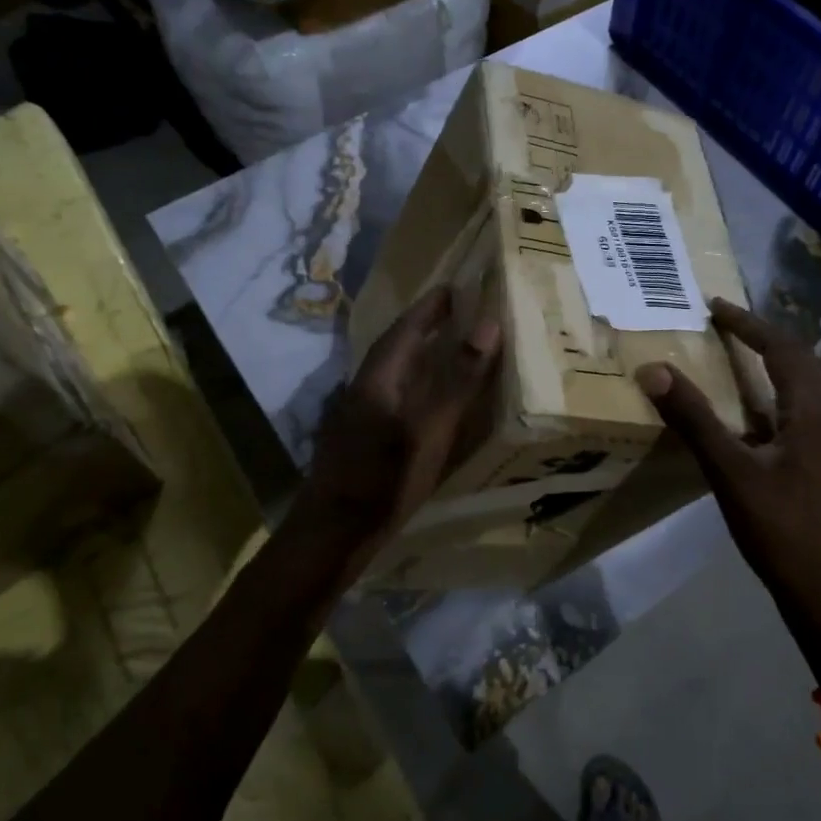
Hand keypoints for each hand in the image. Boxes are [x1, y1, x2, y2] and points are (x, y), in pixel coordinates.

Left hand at [299, 286, 501, 570]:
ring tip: (448, 349)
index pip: (405, 328)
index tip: (452, 288)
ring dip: (420, 357)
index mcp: (378, 377)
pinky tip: (430, 401)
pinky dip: (416, 386)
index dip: (429, 308)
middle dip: (425, 328)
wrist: (334, 533)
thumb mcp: (429, 427)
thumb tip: (487, 324)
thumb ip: (458, 378)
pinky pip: (394, 397)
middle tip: (455, 314)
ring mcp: (360, 415)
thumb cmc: (384, 476)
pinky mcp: (362, 440)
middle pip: (397, 348)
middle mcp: (365, 388)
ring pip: (394, 374)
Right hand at [637, 298, 820, 686]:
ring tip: (730, 363)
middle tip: (723, 327)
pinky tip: (746, 423)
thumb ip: (694, 420)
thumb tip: (654, 369)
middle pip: (800, 365)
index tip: (715, 306)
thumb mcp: (732, 474)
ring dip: (769, 370)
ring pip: (801, 393)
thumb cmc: (785, 533)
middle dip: (762, 339)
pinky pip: (797, 419)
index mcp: (814, 415)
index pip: (783, 349)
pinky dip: (770, 403)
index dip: (749, 324)